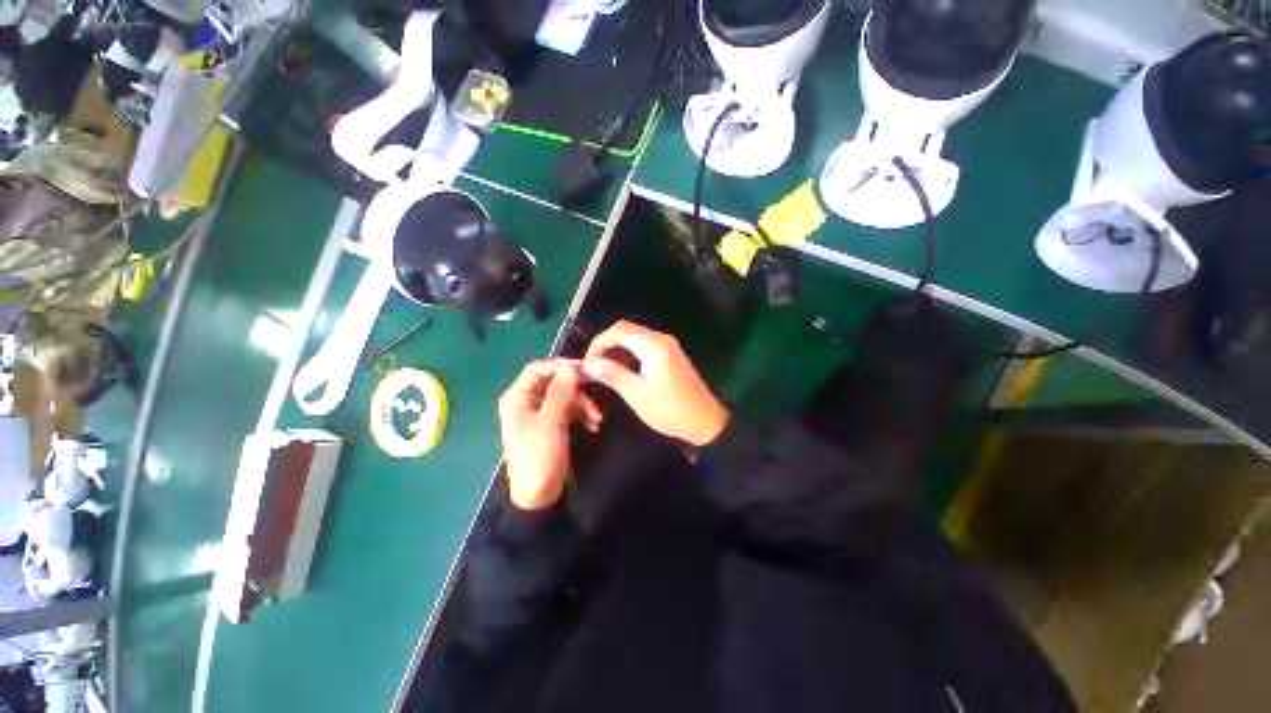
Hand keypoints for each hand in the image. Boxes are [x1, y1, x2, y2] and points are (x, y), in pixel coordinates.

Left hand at [498, 359, 601, 509]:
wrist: (539, 496)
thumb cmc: (540, 456)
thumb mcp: (552, 421)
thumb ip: (561, 391)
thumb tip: (572, 367)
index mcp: (517, 397)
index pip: (538, 369)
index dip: (561, 366)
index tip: (585, 369)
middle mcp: (526, 401)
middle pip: (554, 382)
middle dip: (577, 389)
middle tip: (597, 392)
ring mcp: (539, 413)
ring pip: (565, 396)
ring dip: (583, 404)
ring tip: (597, 419)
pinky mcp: (551, 424)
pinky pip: (568, 410)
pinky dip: (581, 415)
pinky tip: (594, 425)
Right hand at [582, 321, 728, 446]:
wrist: (705, 421)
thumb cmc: (670, 410)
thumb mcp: (637, 394)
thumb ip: (612, 374)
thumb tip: (589, 363)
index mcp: (653, 346)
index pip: (618, 331)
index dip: (598, 343)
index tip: (588, 363)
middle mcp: (661, 339)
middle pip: (626, 330)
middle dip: (606, 345)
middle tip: (594, 366)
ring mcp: (668, 346)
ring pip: (634, 337)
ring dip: (617, 349)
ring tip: (605, 371)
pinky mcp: (670, 355)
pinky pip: (644, 346)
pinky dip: (629, 354)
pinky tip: (622, 371)